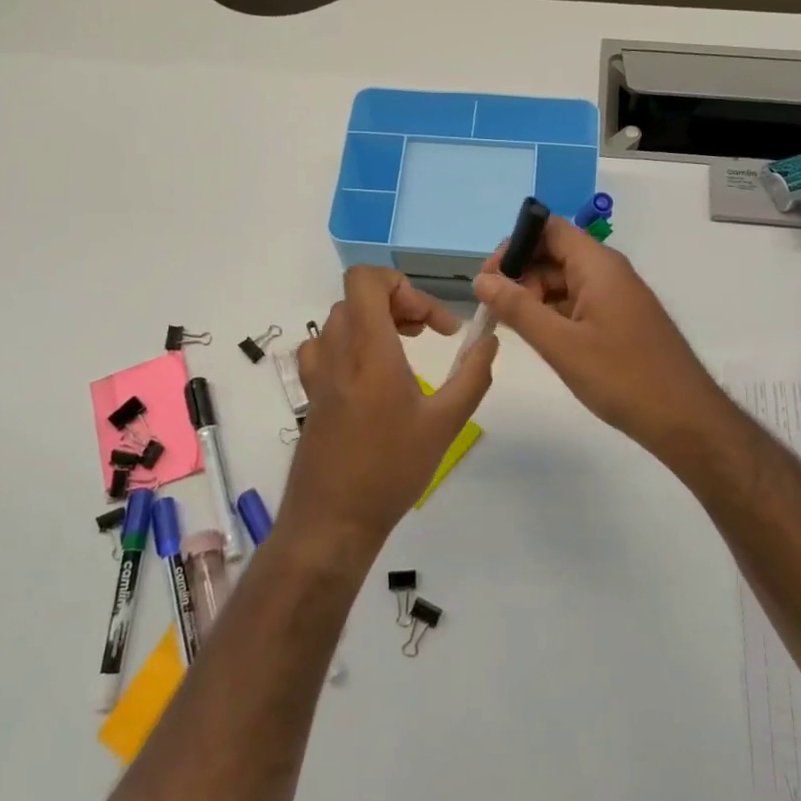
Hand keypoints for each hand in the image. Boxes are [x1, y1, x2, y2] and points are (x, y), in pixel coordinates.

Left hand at [277, 266, 496, 560]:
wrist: (332, 521)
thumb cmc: (391, 470)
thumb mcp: (445, 424)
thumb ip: (473, 376)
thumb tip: (489, 339)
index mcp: (369, 350)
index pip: (366, 280)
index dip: (402, 286)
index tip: (433, 323)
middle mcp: (337, 351)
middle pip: (359, 297)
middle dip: (399, 304)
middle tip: (428, 333)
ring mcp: (317, 372)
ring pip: (342, 319)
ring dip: (375, 321)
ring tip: (405, 349)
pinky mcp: (310, 392)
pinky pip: (326, 346)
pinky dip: (351, 343)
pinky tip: (371, 375)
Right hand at [473, 216, 729, 456]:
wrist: (685, 419)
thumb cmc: (622, 377)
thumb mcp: (561, 344)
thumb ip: (518, 308)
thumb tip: (481, 280)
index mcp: (598, 266)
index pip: (549, 229)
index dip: (515, 244)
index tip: (489, 277)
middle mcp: (608, 272)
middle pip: (554, 254)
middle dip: (520, 274)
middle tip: (494, 309)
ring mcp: (616, 297)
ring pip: (564, 281)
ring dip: (534, 297)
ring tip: (510, 326)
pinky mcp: (619, 320)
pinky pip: (578, 303)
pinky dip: (553, 313)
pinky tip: (539, 337)